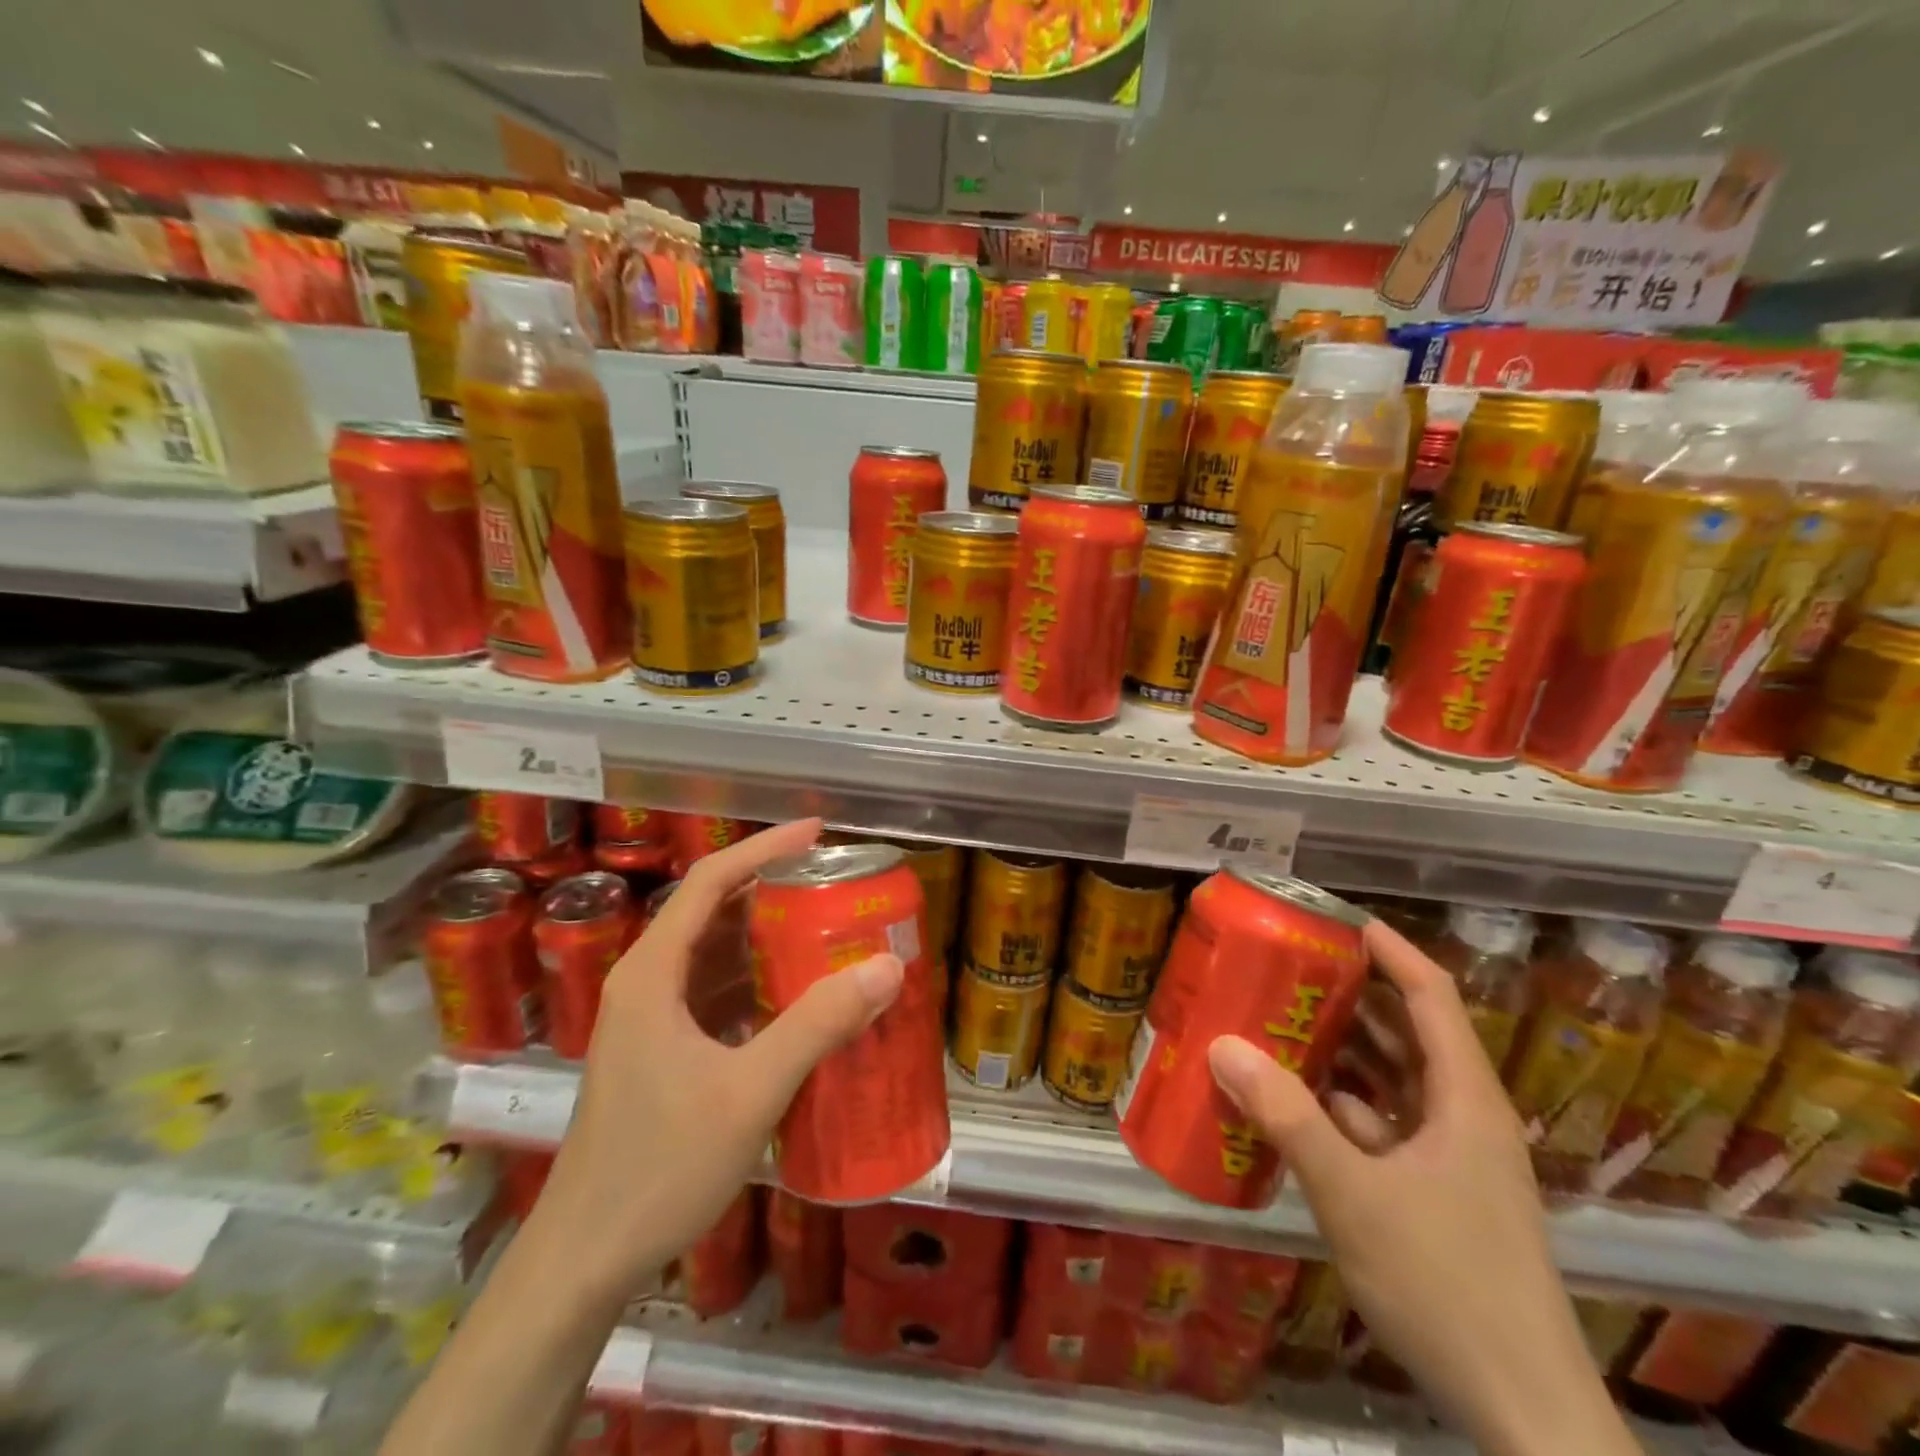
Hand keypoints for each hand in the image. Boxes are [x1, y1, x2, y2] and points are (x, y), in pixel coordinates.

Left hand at [529, 818, 904, 1298]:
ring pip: (716, 956)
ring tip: (828, 930)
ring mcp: (652, 1021)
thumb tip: (886, 967)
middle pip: (713, 912)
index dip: (763, 848)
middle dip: (773, 891)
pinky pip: (717, 995)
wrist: (584, 1261)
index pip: (709, 881)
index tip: (817, 832)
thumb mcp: (749, 1092)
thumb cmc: (658, 1167)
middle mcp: (647, 983)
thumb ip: (817, 1025)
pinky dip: (759, 983)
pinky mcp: (662, 1053)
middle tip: (836, 884)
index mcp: (652, 973)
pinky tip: (800, 998)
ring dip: (768, 939)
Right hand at [1208, 920, 1636, 1455]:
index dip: (1390, 950)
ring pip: (1392, 1081)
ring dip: (1340, 1052)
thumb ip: (1288, 1117)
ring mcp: (1451, 1159)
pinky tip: (1291, 1102)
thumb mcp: (1355, 1195)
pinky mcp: (1435, 1195)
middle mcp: (1462, 1116)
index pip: (1432, 995)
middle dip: (1350, 996)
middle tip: (1286, 968)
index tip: (1336, 921)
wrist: (1526, 1416)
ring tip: (1277, 1021)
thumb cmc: (1449, 1284)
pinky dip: (1339, 1105)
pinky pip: (1381, 1125)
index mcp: (1464, 1099)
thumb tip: (1221, 1046)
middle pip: (1407, 1032)